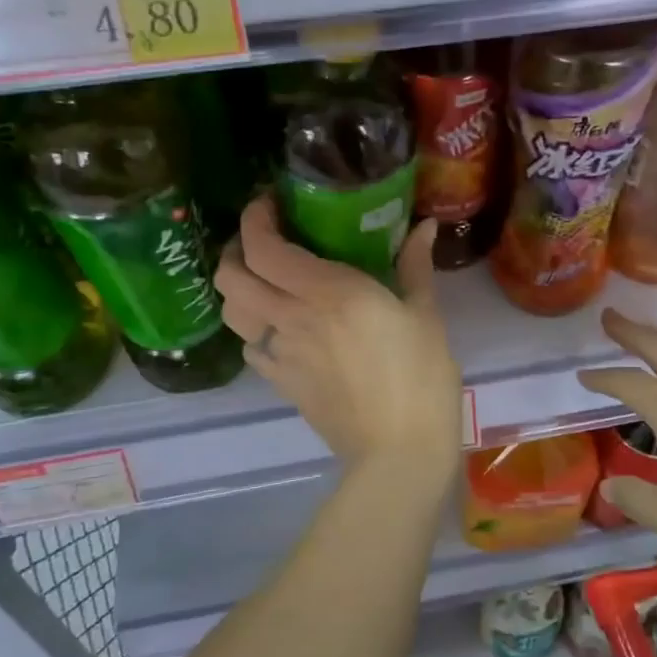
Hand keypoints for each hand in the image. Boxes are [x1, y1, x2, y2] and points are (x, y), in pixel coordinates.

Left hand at [216, 196, 460, 483]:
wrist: (399, 453)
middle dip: (234, 249)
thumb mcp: (426, 316)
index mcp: (329, 292)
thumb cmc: (421, 378)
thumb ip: (416, 266)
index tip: (269, 203)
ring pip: (231, 311)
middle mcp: (292, 317)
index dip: (254, 219)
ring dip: (238, 288)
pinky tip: (279, 326)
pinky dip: (253, 327)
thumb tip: (424, 228)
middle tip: (262, 241)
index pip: (264, 247)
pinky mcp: (280, 383)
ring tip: (263, 280)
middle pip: (231, 276)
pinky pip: (250, 345)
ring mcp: (280, 353)